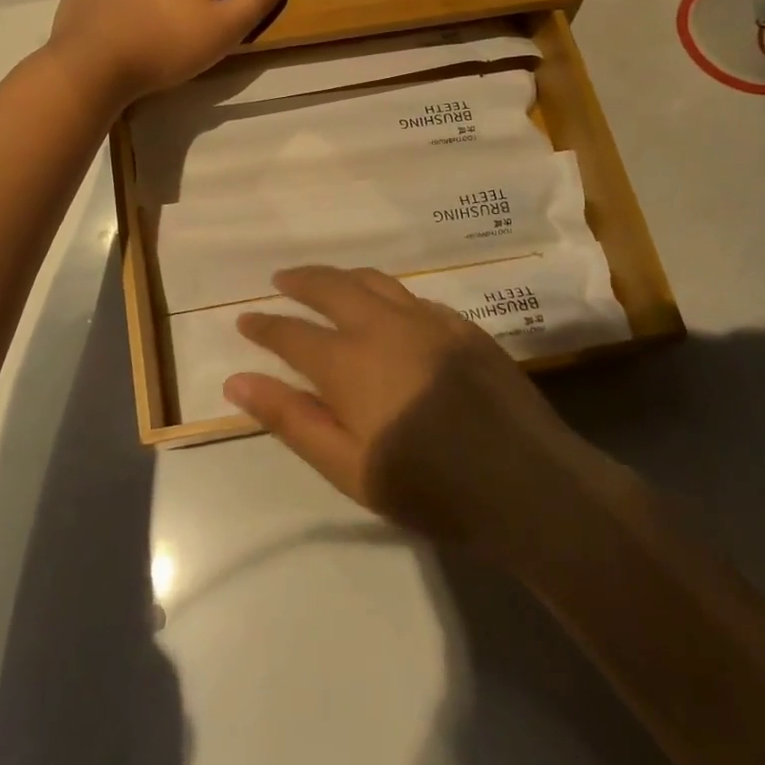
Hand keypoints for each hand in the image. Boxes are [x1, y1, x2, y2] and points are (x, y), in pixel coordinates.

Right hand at [225, 266, 580, 557]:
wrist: (526, 482)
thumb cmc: (429, 487)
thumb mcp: (348, 467)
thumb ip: (291, 419)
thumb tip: (238, 380)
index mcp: (349, 363)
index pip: (292, 334)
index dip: (264, 326)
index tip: (244, 320)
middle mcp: (384, 326)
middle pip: (331, 287)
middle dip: (300, 281)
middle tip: (281, 280)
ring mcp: (428, 320)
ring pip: (374, 281)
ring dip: (341, 277)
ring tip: (325, 281)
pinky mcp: (462, 326)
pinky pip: (413, 297)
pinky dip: (386, 294)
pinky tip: (388, 308)